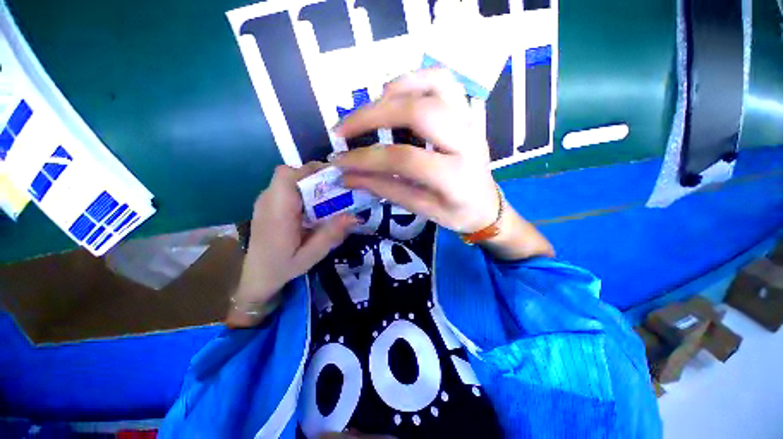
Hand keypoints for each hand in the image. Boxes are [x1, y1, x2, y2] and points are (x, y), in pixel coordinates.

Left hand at [228, 163, 357, 327]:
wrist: (256, 276)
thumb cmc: (282, 267)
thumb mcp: (311, 256)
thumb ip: (330, 235)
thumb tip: (355, 216)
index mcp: (277, 212)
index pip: (287, 175)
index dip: (310, 171)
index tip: (333, 179)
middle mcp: (268, 200)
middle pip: (290, 173)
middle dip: (315, 176)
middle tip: (336, 189)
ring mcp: (266, 201)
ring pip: (289, 179)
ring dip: (310, 183)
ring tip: (328, 198)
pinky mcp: (268, 204)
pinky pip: (287, 188)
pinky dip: (303, 190)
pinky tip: (313, 207)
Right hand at [334, 68, 553, 259]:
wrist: (487, 205)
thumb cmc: (456, 213)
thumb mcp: (421, 209)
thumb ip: (385, 190)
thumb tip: (347, 177)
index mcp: (455, 177)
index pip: (404, 159)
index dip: (366, 159)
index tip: (339, 161)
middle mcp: (466, 141)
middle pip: (417, 112)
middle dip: (372, 116)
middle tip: (343, 129)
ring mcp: (470, 121)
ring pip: (434, 84)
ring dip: (394, 90)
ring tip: (369, 109)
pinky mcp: (468, 113)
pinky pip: (444, 81)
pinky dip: (415, 79)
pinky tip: (395, 96)